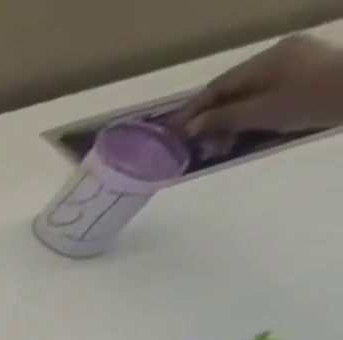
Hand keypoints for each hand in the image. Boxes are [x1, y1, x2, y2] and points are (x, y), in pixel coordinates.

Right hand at [175, 35, 342, 138]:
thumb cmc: (309, 99)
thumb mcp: (258, 113)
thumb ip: (220, 119)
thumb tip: (188, 128)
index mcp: (266, 59)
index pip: (215, 87)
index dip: (189, 112)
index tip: (167, 135)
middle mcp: (278, 56)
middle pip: (229, 91)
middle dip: (207, 118)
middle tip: (188, 145)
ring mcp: (292, 65)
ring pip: (244, 95)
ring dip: (224, 121)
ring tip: (213, 146)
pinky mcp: (301, 76)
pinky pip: (260, 96)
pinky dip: (243, 116)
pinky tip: (236, 134)